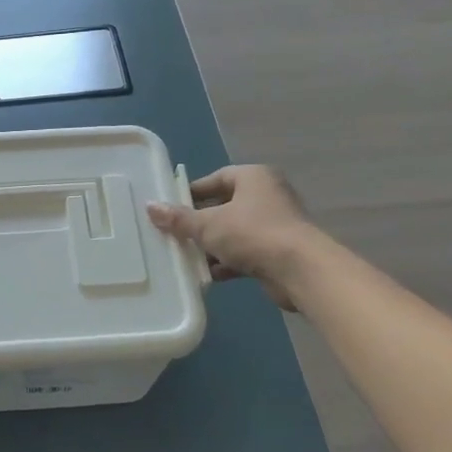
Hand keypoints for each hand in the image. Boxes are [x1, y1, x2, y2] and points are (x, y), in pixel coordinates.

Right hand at [147, 165, 311, 309]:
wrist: (301, 270)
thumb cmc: (252, 234)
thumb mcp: (208, 224)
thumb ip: (179, 218)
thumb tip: (150, 207)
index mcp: (254, 177)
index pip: (216, 179)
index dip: (192, 193)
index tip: (171, 208)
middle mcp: (267, 196)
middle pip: (224, 206)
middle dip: (199, 223)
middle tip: (173, 234)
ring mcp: (274, 224)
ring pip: (233, 231)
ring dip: (211, 245)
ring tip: (184, 256)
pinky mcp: (277, 251)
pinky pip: (244, 252)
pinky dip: (227, 262)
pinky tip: (206, 274)